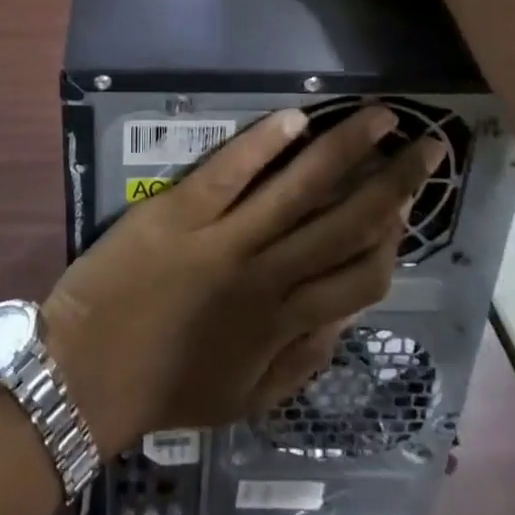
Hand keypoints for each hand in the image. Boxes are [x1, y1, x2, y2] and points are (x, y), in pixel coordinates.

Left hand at [42, 106, 440, 457]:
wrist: (85, 374)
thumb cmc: (167, 388)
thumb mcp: (247, 399)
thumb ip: (302, 362)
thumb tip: (345, 319)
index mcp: (285, 322)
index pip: (362, 276)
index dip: (395, 238)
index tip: (411, 205)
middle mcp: (268, 275)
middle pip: (347, 223)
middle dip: (395, 183)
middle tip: (428, 146)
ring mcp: (225, 239)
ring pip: (300, 188)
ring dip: (345, 148)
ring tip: (379, 115)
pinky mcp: (180, 211)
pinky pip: (231, 173)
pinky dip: (263, 143)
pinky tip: (294, 117)